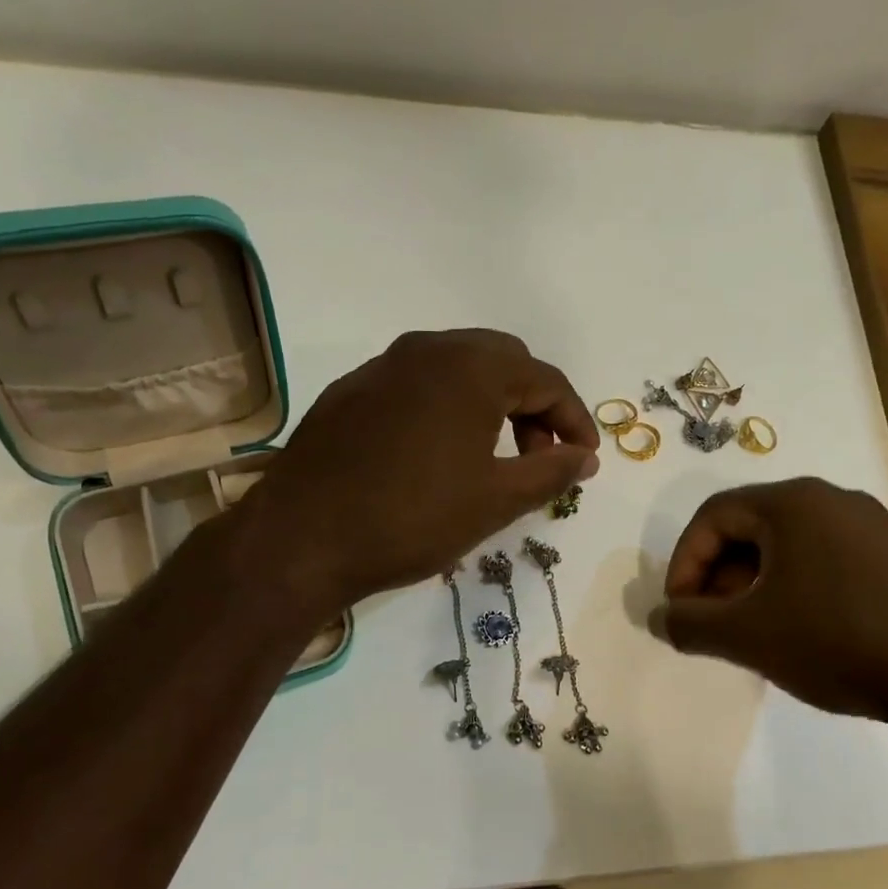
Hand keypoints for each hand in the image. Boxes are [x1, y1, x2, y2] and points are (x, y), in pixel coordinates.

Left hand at [246, 330, 599, 607]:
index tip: (584, 460)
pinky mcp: (351, 392)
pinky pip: (417, 386)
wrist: (302, 539)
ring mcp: (382, 367)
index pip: (546, 379)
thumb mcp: (496, 500)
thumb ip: (552, 472)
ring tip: (494, 459)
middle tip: (540, 457)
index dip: (575, 420)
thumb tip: (585, 457)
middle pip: (502, 363)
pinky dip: (447, 410)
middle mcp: (427, 349)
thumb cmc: (413, 518)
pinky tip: (438, 456)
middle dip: (533, 407)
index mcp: (471, 367)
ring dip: (490, 406)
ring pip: (457, 371)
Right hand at [657, 478, 887, 724]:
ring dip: (752, 585)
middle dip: (717, 577)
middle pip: (749, 528)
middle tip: (711, 624)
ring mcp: (870, 526)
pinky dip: (792, 589)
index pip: (712, 516)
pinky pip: (822, 560)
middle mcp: (831, 500)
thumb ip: (690, 623)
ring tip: (750, 633)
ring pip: (786, 547)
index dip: (683, 563)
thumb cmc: (837, 640)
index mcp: (792, 502)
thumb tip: (658, 618)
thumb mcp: (748, 635)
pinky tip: (797, 632)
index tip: (681, 611)